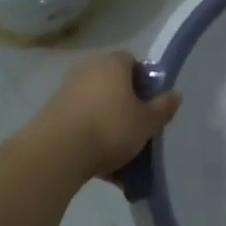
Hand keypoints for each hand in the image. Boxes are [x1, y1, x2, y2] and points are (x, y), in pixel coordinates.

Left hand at [36, 52, 182, 182]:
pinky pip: (80, 122)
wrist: (58, 151)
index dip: (144, 80)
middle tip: (136, 127)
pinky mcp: (51, 112)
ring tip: (119, 153)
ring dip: (107, 122)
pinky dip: (90, 137)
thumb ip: (163, 107)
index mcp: (113, 64)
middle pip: (112, 83)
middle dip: (124, 103)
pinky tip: (100, 164)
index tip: (150, 103)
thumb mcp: (147, 122)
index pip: (132, 61)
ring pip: (96, 104)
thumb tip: (174, 94)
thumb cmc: (111, 128)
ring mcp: (66, 90)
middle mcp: (87, 69)